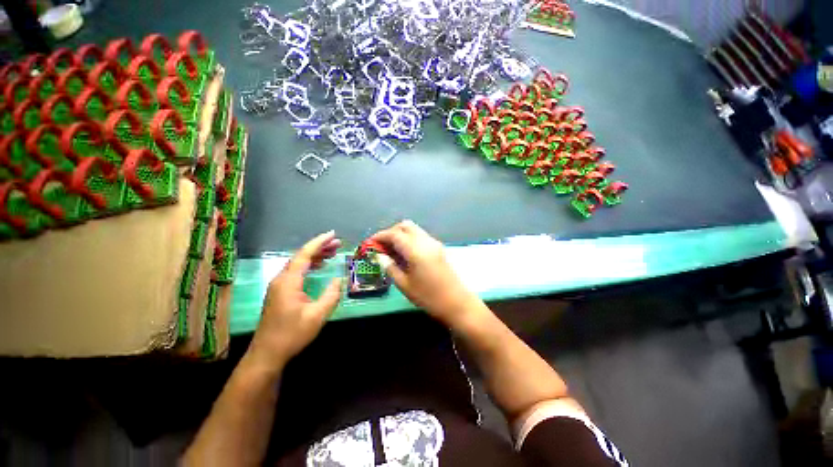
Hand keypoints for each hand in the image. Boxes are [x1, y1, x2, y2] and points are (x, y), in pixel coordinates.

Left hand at [249, 231, 342, 368]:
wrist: (267, 354)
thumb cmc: (292, 334)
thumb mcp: (317, 315)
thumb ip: (331, 295)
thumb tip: (338, 279)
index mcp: (289, 281)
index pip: (305, 255)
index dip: (319, 242)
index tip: (333, 234)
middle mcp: (281, 279)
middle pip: (301, 256)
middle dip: (320, 247)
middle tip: (338, 243)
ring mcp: (279, 286)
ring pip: (298, 264)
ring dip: (315, 256)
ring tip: (332, 252)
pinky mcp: (280, 292)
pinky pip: (296, 272)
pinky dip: (309, 265)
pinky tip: (319, 267)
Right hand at [372, 220, 482, 327]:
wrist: (457, 302)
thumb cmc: (428, 297)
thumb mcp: (404, 285)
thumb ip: (390, 267)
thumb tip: (380, 256)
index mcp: (415, 250)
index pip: (394, 234)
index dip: (380, 236)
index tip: (370, 243)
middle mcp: (425, 241)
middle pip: (405, 225)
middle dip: (391, 232)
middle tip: (382, 246)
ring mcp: (434, 243)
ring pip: (414, 229)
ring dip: (401, 234)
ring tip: (392, 250)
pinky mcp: (438, 247)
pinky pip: (421, 236)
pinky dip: (410, 238)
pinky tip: (405, 253)